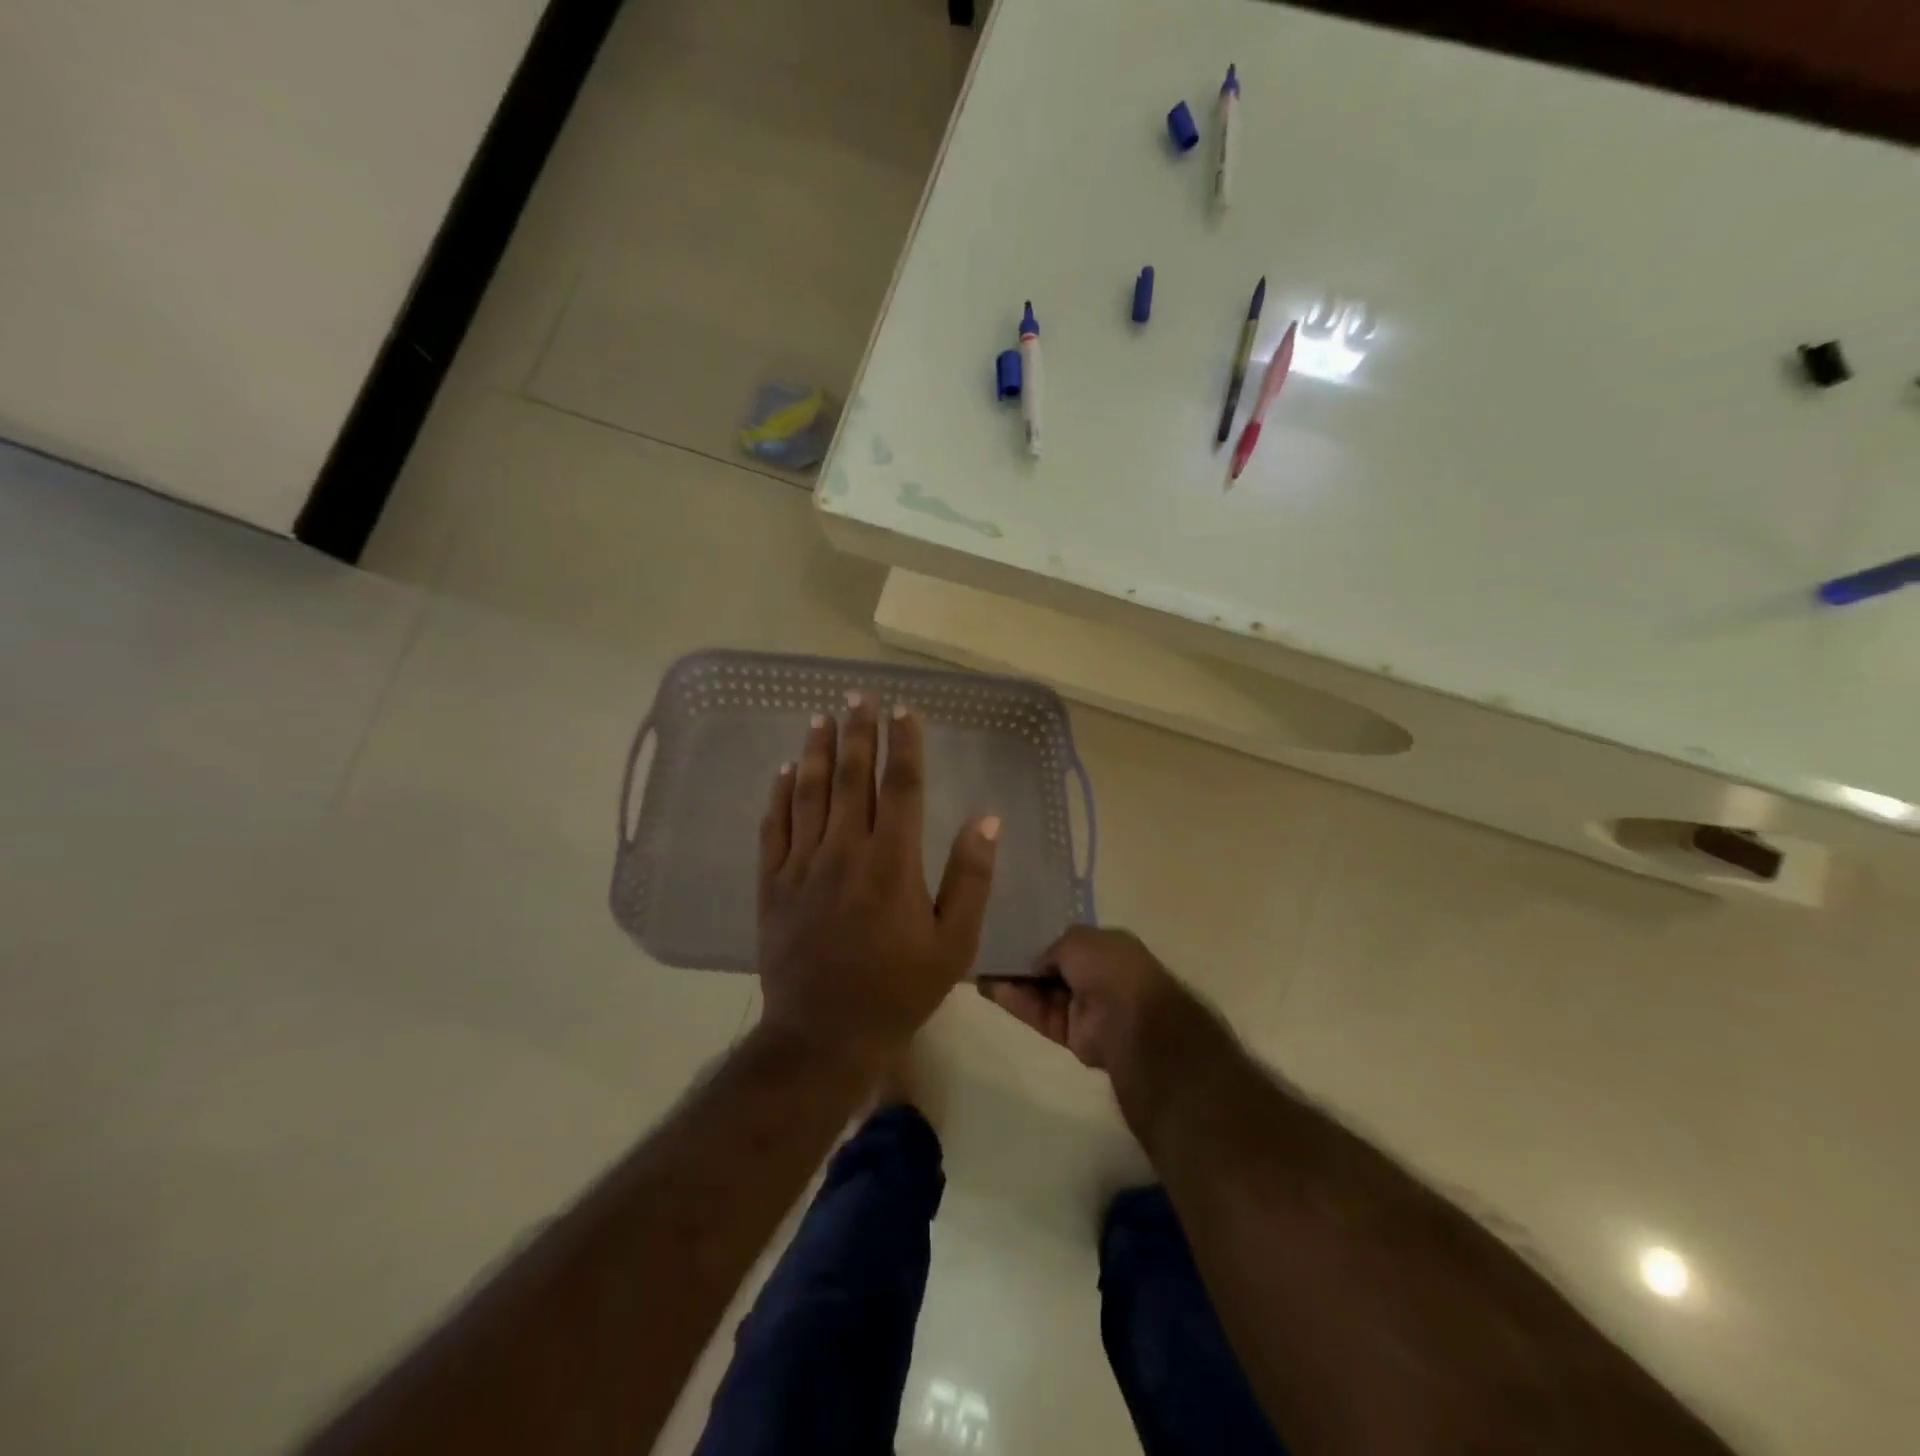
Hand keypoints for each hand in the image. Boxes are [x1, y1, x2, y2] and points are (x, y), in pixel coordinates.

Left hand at [758, 695, 999, 1063]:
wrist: (823, 1035)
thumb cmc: (898, 990)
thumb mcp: (954, 944)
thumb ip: (971, 878)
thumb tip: (986, 818)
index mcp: (892, 863)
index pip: (900, 786)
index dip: (903, 744)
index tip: (904, 710)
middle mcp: (844, 852)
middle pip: (850, 778)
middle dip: (857, 732)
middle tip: (859, 696)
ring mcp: (802, 866)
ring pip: (808, 793)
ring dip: (816, 751)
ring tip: (821, 717)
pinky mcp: (772, 885)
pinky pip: (773, 828)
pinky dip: (779, 795)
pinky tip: (783, 770)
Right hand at [978, 926, 1183, 1073]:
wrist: (1128, 1019)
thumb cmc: (1109, 967)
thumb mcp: (1078, 938)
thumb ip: (1051, 947)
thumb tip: (1036, 963)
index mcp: (1105, 948)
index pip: (1068, 942)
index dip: (1041, 939)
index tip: (1013, 933)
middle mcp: (1094, 976)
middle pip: (1050, 968)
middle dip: (1023, 961)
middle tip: (988, 951)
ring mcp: (1081, 1006)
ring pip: (1040, 992)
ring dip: (1012, 981)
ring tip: (980, 968)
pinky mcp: (1067, 1033)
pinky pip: (1037, 1013)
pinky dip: (1015, 1002)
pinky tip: (989, 988)